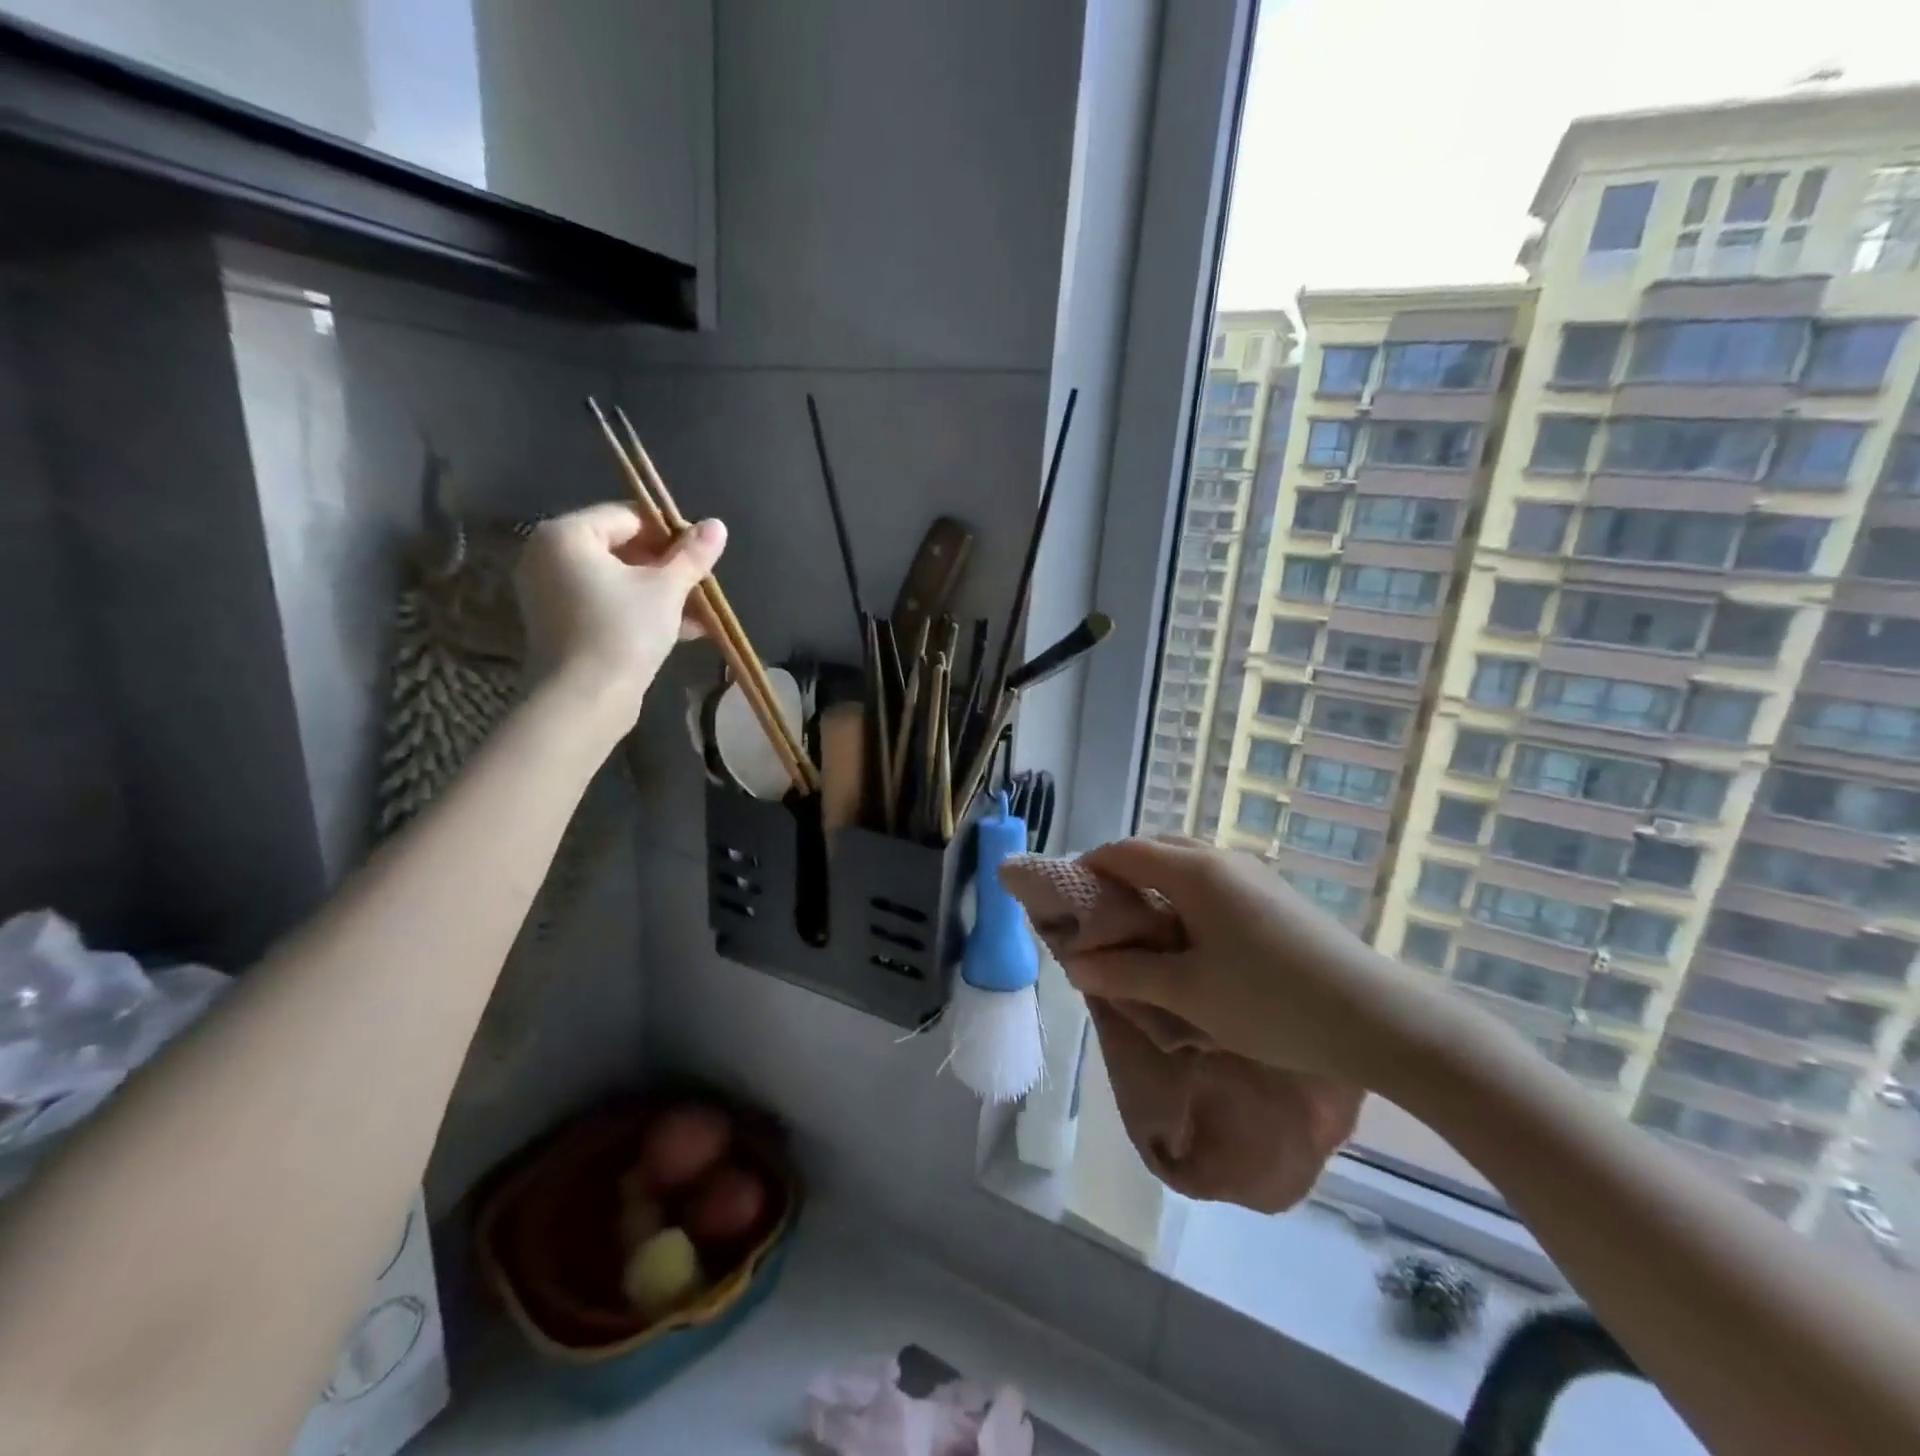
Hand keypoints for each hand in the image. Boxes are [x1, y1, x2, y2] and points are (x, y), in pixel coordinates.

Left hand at [514, 502, 726, 726]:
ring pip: (619, 581)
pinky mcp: (563, 625)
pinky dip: (641, 612)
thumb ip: (692, 555)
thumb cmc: (624, 631)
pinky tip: (684, 630)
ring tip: (702, 613)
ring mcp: (552, 593)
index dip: (671, 532)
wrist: (585, 700)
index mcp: (566, 535)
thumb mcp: (667, 589)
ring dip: (662, 593)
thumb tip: (717, 525)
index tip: (702, 554)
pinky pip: (608, 605)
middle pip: (622, 548)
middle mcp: (549, 557)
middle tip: (703, 585)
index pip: (628, 516)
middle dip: (668, 567)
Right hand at [1043, 838, 1446, 1087]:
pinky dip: (1185, 899)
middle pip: (1153, 850)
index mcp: (1194, 871)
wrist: (1380, 1019)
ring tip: (1142, 936)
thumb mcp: (1188, 994)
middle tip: (1101, 924)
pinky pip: (1212, 882)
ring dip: (1154, 889)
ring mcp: (1253, 873)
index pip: (1122, 852)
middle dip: (1119, 879)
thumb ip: (1125, 974)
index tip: (1066, 905)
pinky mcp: (1275, 895)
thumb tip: (1074, 964)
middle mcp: (1221, 858)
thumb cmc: (1272, 1003)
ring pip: (1185, 865)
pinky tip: (1191, 942)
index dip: (1087, 871)